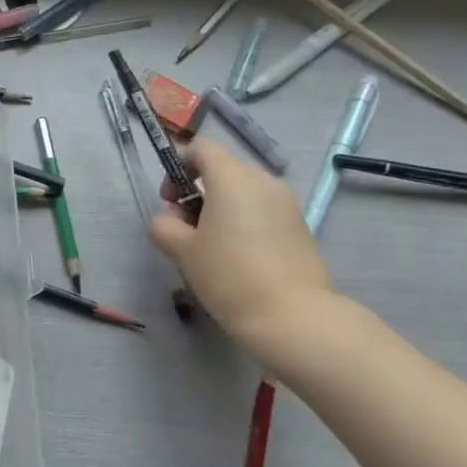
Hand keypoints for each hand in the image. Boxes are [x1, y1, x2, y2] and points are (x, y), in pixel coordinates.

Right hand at [148, 140, 336, 376]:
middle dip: (199, 190)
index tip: (170, 198)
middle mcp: (263, 181)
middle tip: (186, 226)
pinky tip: (239, 258)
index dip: (179, 166)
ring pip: (245, 192)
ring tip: (212, 245)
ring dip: (223, 207)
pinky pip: (264, 211)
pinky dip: (246, 222)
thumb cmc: (229, 275)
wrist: (292, 317)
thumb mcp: (182, 251)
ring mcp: (287, 204)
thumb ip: (165, 226)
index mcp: (232, 178)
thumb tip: (170, 221)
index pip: (201, 149)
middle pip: (224, 169)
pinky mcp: (301, 228)